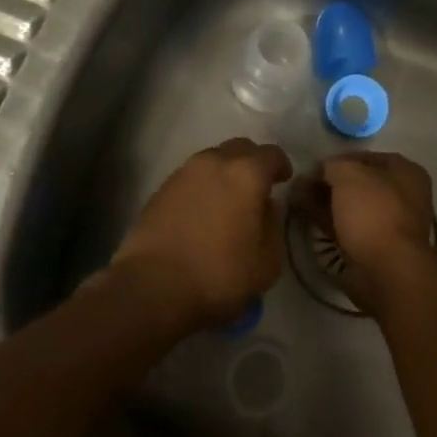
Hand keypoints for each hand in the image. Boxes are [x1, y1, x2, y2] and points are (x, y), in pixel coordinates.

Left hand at [108, 139, 292, 332]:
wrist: (152, 287)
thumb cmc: (218, 274)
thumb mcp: (266, 262)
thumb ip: (272, 226)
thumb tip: (265, 208)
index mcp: (246, 173)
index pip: (271, 154)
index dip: (281, 165)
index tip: (284, 180)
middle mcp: (214, 162)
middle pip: (240, 148)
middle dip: (253, 162)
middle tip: (258, 187)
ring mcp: (183, 173)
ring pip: (212, 161)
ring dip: (225, 174)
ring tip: (228, 202)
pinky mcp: (160, 190)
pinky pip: (191, 178)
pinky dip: (202, 187)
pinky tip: (203, 213)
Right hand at [294, 152, 436, 314]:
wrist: (387, 271)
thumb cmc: (373, 212)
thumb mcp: (349, 174)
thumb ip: (332, 165)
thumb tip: (321, 170)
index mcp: (406, 173)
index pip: (367, 157)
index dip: (339, 159)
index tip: (314, 167)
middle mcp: (402, 196)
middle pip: (358, 183)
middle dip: (329, 182)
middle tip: (301, 184)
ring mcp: (388, 224)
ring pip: (350, 206)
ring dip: (324, 201)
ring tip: (296, 198)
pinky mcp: (374, 248)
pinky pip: (347, 227)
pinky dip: (327, 220)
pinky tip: (304, 215)